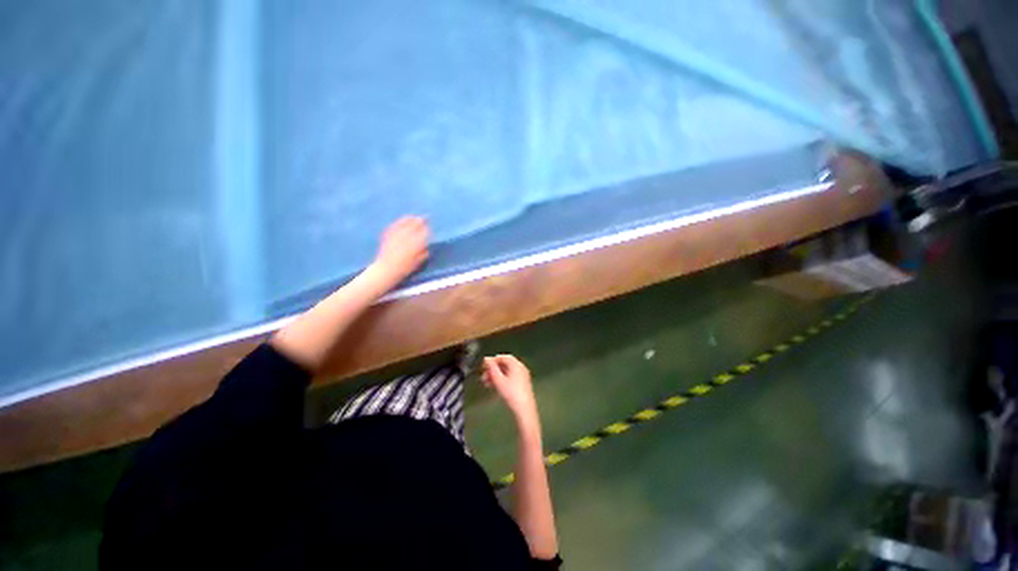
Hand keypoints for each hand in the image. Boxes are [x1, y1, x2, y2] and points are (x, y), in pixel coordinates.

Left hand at [371, 216, 429, 284]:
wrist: (386, 269)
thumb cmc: (405, 268)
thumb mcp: (418, 262)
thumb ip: (424, 253)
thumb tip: (427, 246)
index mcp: (416, 245)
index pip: (424, 233)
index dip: (427, 229)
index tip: (429, 227)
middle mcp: (406, 238)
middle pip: (414, 225)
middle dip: (420, 221)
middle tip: (424, 218)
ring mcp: (397, 236)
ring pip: (404, 223)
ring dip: (410, 219)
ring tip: (414, 217)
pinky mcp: (388, 236)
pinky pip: (395, 226)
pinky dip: (399, 222)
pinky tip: (402, 220)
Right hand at [482, 355, 539, 432]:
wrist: (524, 410)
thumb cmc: (511, 393)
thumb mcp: (498, 380)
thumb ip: (491, 368)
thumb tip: (486, 359)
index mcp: (516, 364)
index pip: (503, 357)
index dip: (492, 360)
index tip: (483, 367)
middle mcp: (520, 368)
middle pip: (505, 364)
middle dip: (493, 369)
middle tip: (483, 377)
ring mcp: (522, 376)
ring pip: (506, 372)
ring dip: (496, 376)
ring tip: (486, 383)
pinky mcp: (522, 384)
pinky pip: (510, 378)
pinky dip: (502, 380)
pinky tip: (494, 387)